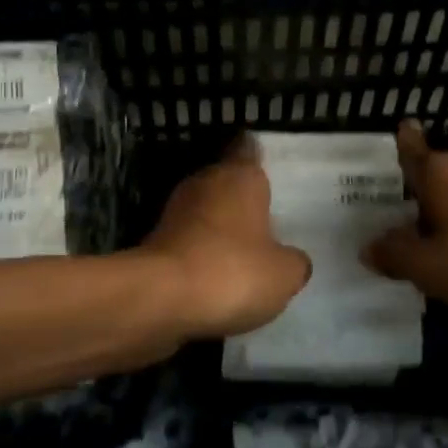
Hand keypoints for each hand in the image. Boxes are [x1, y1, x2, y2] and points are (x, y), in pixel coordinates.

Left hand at [141, 138, 311, 337]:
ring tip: (243, 256)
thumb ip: (293, 261)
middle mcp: (205, 182)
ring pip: (205, 212)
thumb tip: (290, 260)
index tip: (271, 173)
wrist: (160, 298)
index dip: (259, 159)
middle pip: (226, 182)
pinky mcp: (155, 241)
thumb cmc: (232, 271)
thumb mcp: (284, 274)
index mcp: (240, 175)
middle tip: (266, 223)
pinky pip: (188, 242)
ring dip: (219, 229)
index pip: (249, 150)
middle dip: (241, 200)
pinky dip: (199, 255)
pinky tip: (215, 279)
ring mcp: (175, 210)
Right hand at [364, 121, 447, 317]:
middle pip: (439, 174)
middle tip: (405, 222)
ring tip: (442, 244)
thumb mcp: (433, 268)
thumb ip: (396, 255)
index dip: (403, 142)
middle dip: (424, 195)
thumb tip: (369, 246)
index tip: (399, 132)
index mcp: (440, 172)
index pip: (412, 147)